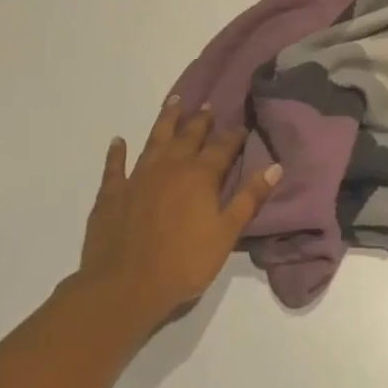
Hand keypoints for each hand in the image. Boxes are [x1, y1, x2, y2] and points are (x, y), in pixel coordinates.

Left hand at [78, 97, 280, 325]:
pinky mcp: (112, 193)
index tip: (242, 124)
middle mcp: (170, 167)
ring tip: (174, 102)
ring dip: (165, 120)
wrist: (126, 286)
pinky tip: (118, 141)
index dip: (233, 136)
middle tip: (208, 106)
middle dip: (201, 121)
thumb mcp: (226, 233)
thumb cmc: (184, 262)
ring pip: (155, 140)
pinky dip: (117, 152)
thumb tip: (275, 166)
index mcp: (199, 176)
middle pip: (188, 136)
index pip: (222, 148)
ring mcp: (138, 177)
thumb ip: (249, 198)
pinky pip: (114, 166)